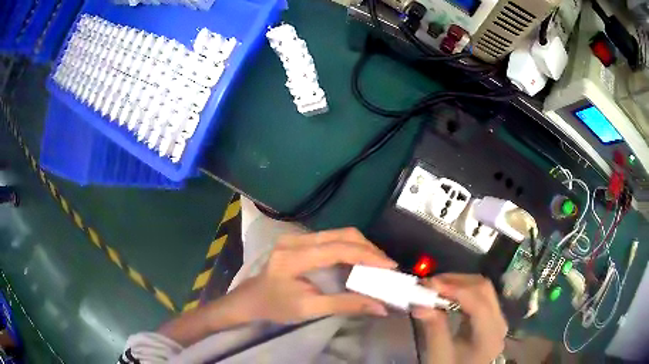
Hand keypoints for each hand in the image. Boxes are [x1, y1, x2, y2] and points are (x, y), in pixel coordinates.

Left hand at [228, 228, 396, 323]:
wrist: (252, 299)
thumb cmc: (276, 306)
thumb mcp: (309, 309)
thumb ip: (345, 305)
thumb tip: (380, 306)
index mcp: (293, 257)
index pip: (337, 249)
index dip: (367, 256)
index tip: (390, 266)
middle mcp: (295, 240)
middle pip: (341, 235)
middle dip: (368, 249)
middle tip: (386, 267)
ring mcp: (296, 237)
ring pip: (339, 233)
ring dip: (361, 247)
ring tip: (378, 264)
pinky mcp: (300, 239)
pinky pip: (332, 238)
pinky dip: (351, 248)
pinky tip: (360, 260)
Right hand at [413, 274, 507, 363]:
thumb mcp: (439, 356)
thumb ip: (434, 330)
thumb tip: (421, 304)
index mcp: (490, 336)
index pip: (479, 305)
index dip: (456, 290)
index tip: (430, 285)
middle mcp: (499, 323)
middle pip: (484, 290)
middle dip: (456, 281)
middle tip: (430, 283)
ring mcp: (497, 318)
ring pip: (482, 289)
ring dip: (459, 283)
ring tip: (435, 287)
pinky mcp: (491, 317)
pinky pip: (479, 296)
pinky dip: (462, 291)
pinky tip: (446, 294)